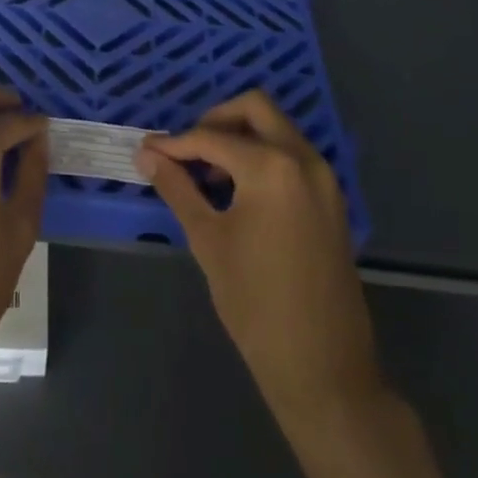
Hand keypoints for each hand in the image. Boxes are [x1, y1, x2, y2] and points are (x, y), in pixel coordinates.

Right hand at [134, 90, 382, 425]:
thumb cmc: (256, 304)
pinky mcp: (331, 199)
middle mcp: (304, 159)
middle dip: (215, 121)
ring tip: (207, 173)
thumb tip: (146, 156)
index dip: (175, 144)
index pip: (212, 138)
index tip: (147, 151)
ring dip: (240, 137)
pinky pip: (292, 155)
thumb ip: (178, 188)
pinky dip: (262, 156)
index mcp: (272, 167)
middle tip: (186, 151)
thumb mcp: (209, 240)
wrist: (323, 367)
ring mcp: (324, 178)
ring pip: (277, 129)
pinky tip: (237, 190)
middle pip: (255, 109)